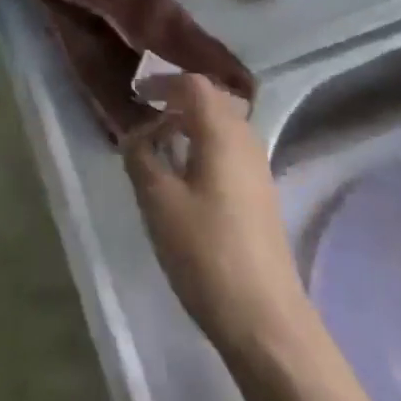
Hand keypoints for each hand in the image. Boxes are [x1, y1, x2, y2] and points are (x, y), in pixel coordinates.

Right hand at [124, 74, 307, 351]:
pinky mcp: (261, 194)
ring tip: (161, 143)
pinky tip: (186, 174)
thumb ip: (142, 157)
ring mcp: (258, 168)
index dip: (163, 82)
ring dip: (192, 123)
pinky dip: (205, 145)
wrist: (264, 318)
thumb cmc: (206, 252)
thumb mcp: (158, 202)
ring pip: (224, 126)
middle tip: (146, 114)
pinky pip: (230, 150)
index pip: (194, 85)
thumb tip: (135, 133)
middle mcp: (246, 140)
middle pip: (213, 100)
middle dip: (178, 99)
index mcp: (222, 133)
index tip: (136, 93)